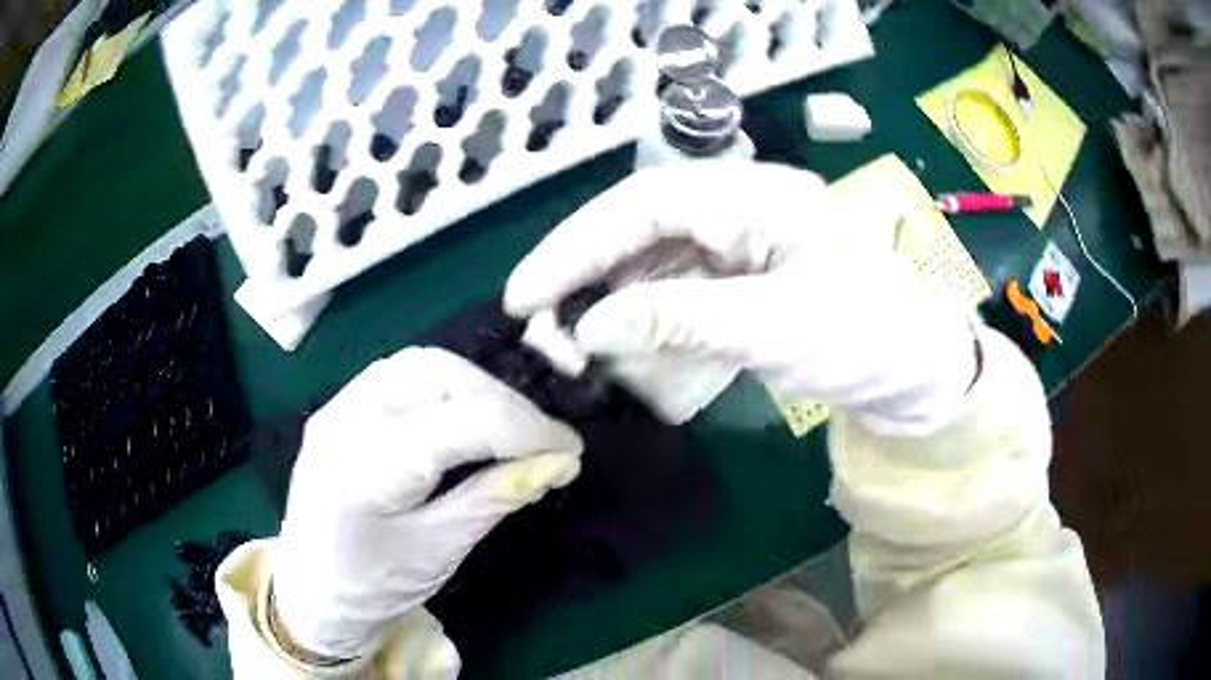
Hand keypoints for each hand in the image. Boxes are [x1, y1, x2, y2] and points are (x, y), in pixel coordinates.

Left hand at [272, 348, 582, 658]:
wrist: (311, 593)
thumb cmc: (373, 587)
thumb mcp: (440, 550)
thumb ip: (496, 497)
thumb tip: (560, 462)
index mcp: (365, 468)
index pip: (461, 423)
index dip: (527, 431)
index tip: (572, 450)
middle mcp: (345, 419)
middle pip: (439, 375)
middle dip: (503, 402)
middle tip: (543, 441)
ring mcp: (336, 406)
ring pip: (421, 364)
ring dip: (476, 387)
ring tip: (511, 427)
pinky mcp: (339, 407)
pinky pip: (401, 376)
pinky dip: (445, 388)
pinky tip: (466, 418)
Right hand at [505, 160, 976, 433]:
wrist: (916, 368)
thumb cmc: (868, 338)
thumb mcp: (778, 330)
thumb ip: (679, 321)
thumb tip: (586, 329)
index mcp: (755, 197)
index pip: (643, 205)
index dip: (575, 246)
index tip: (524, 295)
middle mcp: (740, 207)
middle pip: (638, 224)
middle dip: (581, 270)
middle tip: (534, 319)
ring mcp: (739, 241)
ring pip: (650, 255)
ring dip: (605, 294)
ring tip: (565, 336)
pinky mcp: (741, 276)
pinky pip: (674, 284)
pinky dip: (638, 311)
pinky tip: (616, 338)